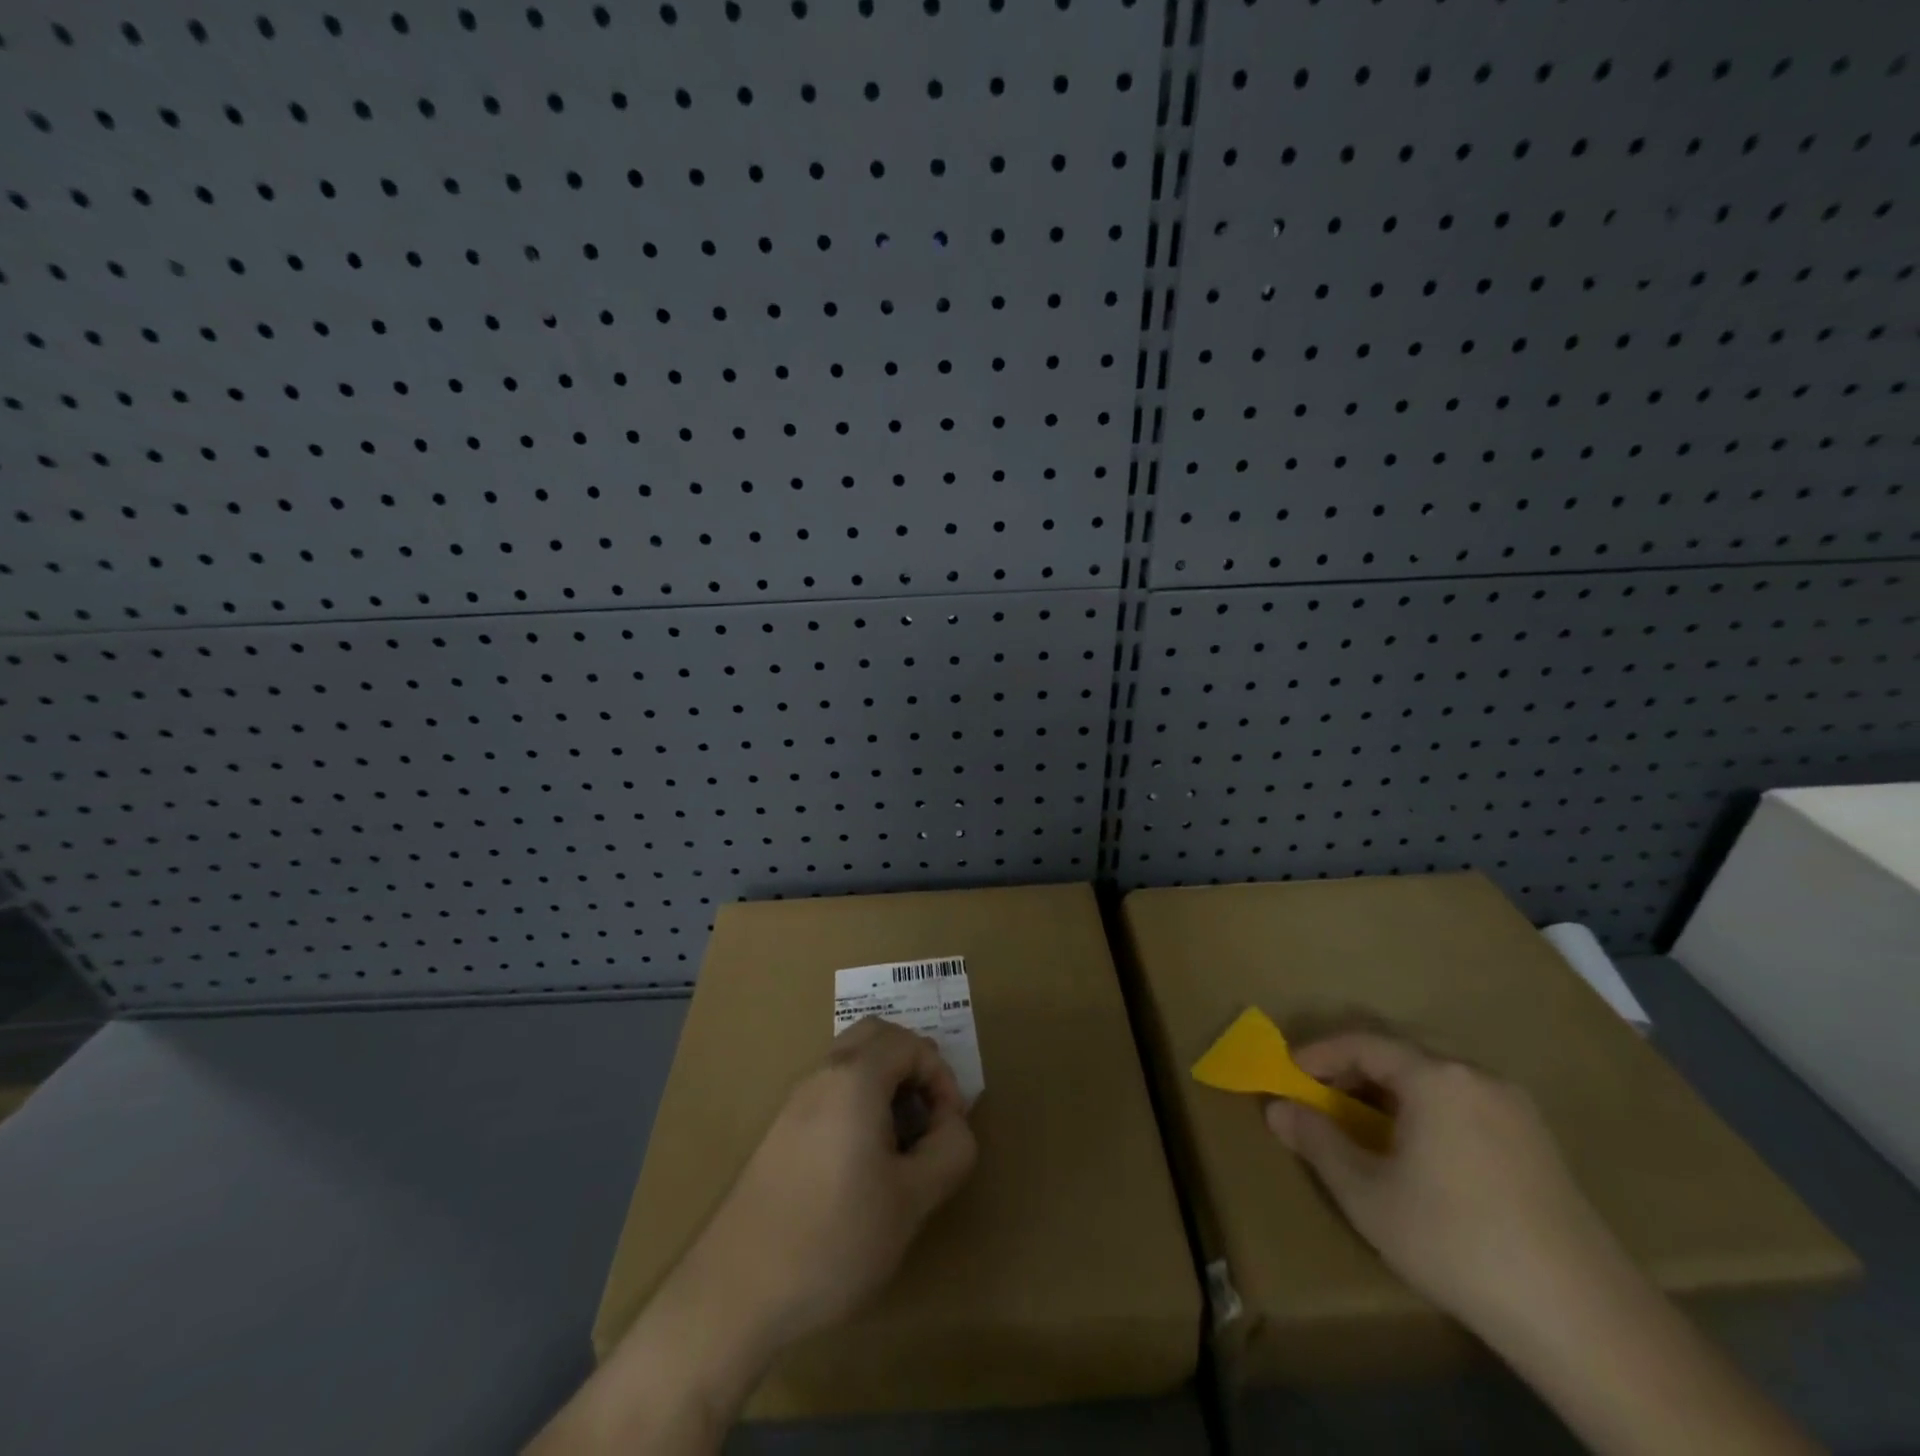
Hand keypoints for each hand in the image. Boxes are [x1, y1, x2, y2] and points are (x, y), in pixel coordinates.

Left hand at [690, 1016, 978, 1346]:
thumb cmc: (834, 1239)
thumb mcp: (911, 1201)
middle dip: (912, 1063)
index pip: (911, 1043)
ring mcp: (795, 1102)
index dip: (942, 1077)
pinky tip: (863, 1162)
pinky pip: (830, 1091)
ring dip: (885, 1083)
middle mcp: (822, 1076)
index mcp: (855, 1079)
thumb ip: (949, 1151)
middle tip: (929, 1114)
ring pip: (850, 1062)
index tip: (950, 1128)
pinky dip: (858, 1102)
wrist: (735, 1291)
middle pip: (875, 1036)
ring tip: (901, 1142)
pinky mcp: (779, 1132)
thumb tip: (953, 1124)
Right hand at [1265, 1032, 1821, 1455]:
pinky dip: (1427, 1112)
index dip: (1318, 1054)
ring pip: (1435, 1080)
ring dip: (1390, 1094)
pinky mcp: (1540, 1144)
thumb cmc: (1455, 1240)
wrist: (1584, 1319)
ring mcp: (1516, 1109)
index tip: (1287, 1074)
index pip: (1362, 1042)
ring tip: (1365, 1128)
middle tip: (1320, 1101)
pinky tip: (1421, 1154)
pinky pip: (1465, 1104)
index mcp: (1435, 1077)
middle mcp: (1477, 1076)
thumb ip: (1316, 1142)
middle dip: (1352, 1072)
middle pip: (1400, 1055)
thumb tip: (1276, 1108)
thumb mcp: (1366, 1194)